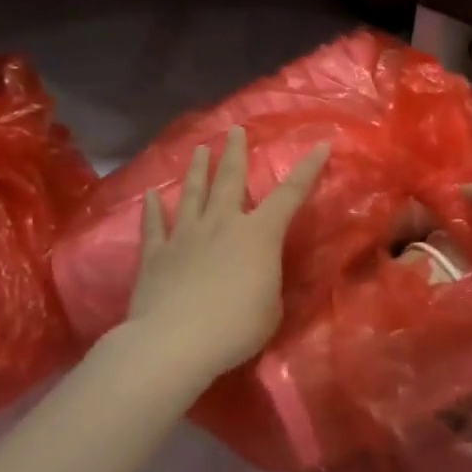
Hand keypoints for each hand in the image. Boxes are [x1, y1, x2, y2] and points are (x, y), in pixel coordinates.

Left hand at [126, 126, 328, 384]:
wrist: (176, 341)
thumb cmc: (236, 326)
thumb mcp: (271, 308)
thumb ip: (267, 283)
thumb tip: (258, 276)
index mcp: (258, 234)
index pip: (290, 194)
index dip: (308, 169)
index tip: (320, 145)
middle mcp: (222, 223)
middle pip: (229, 179)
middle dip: (234, 152)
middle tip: (235, 130)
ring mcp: (185, 235)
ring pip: (192, 193)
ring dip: (196, 169)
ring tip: (199, 149)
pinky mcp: (156, 254)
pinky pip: (154, 225)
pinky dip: (152, 208)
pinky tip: (151, 194)